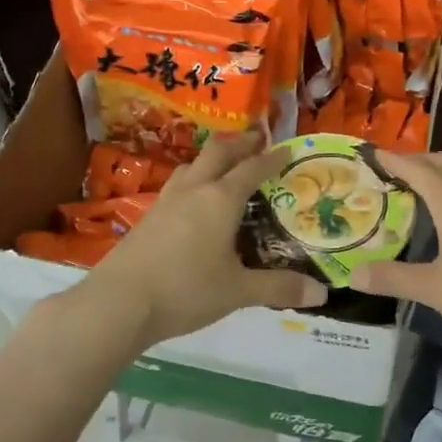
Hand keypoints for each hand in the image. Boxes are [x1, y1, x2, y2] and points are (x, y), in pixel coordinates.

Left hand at [83, 131, 324, 346]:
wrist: (120, 302)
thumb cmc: (186, 290)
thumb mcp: (238, 291)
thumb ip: (279, 288)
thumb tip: (322, 294)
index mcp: (221, 199)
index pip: (252, 169)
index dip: (271, 157)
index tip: (287, 148)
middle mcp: (194, 190)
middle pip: (218, 152)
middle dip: (240, 143)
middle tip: (257, 139)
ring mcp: (166, 200)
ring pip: (192, 165)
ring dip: (212, 157)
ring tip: (224, 164)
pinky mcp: (148, 216)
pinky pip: (177, 185)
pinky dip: (194, 179)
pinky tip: (193, 199)